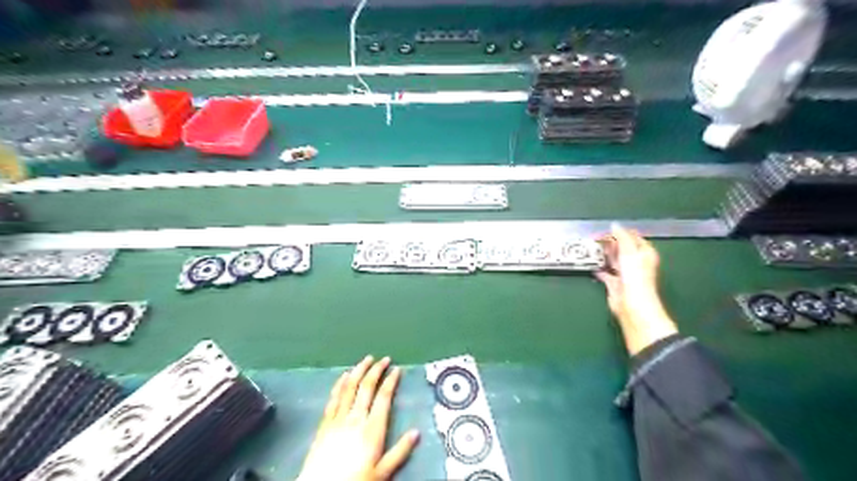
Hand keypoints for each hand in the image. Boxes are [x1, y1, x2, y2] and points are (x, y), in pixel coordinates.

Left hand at [299, 355, 421, 478]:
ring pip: (350, 387)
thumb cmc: (356, 480)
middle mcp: (356, 418)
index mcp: (372, 428)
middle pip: (367, 387)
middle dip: (376, 370)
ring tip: (366, 359)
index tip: (397, 369)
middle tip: (384, 359)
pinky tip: (343, 375)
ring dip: (359, 370)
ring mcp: (338, 418)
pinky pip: (334, 397)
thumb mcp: (383, 471)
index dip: (391, 381)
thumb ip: (400, 451)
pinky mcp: (325, 422)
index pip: (384, 397)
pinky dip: (340, 383)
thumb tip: (417, 433)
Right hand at [597, 224, 675, 354]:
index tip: (605, 230)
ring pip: (613, 260)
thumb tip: (614, 225)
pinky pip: (605, 273)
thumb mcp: (629, 251)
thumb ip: (621, 237)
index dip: (620, 233)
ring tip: (590, 248)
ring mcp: (625, 273)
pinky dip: (598, 268)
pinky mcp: (615, 284)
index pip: (632, 237)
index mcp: (644, 253)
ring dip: (603, 255)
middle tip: (595, 238)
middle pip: (621, 248)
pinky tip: (591, 264)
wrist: (631, 303)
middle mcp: (636, 262)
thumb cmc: (635, 276)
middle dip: (609, 243)